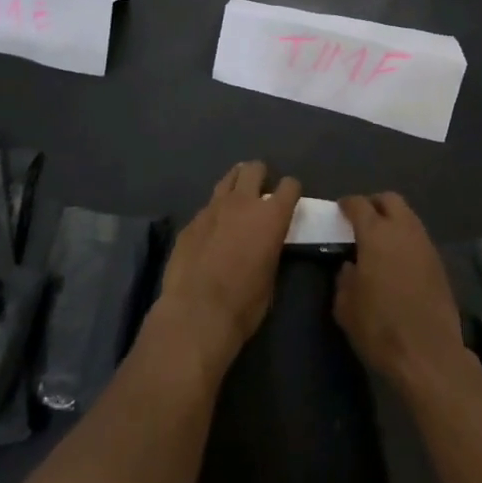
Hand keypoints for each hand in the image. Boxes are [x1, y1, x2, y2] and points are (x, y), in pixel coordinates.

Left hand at [153, 162, 300, 377]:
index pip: (289, 185)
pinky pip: (207, 206)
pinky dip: (214, 213)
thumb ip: (270, 248)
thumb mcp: (270, 277)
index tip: (289, 201)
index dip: (291, 191)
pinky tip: (211, 233)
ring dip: (236, 185)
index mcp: (271, 216)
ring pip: (228, 179)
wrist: (196, 314)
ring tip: (236, 203)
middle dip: (260, 176)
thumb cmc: (244, 304)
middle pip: (254, 168)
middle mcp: (243, 202)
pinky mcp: (191, 221)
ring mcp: (213, 208)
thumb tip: (266, 242)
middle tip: (260, 194)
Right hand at [334, 192, 468, 391]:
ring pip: (408, 216)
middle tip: (362, 220)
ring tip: (381, 241)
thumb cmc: (380, 328)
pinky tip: (398, 261)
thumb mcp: (346, 307)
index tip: (340, 210)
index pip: (359, 205)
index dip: (347, 204)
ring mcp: (425, 244)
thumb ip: (344, 279)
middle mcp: (403, 230)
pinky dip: (406, 240)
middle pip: (389, 200)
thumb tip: (350, 266)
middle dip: (374, 204)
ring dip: (393, 221)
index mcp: (376, 234)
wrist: (429, 355)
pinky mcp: (439, 263)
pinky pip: (419, 238)